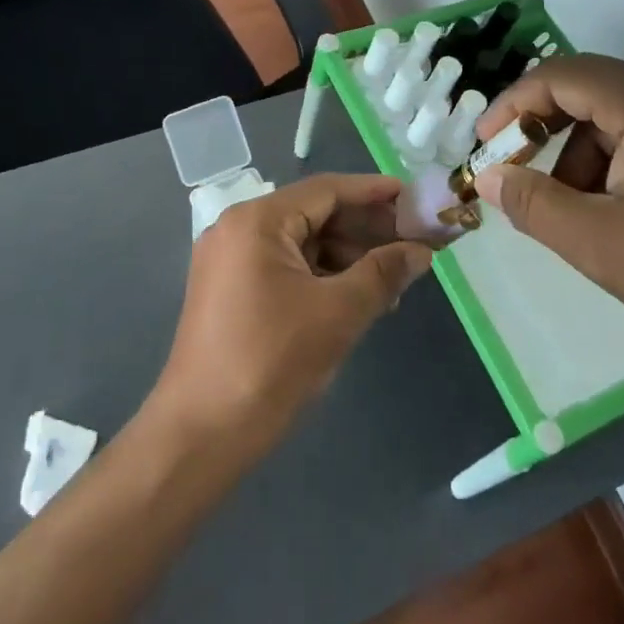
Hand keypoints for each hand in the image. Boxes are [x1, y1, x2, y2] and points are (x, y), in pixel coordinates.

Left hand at [149, 175, 433, 455]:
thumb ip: (383, 274)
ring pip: (300, 243)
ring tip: (393, 278)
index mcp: (256, 221)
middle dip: (364, 229)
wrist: (201, 433)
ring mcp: (229, 260)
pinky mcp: (228, 290)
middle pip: (313, 214)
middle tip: (414, 242)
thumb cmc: (271, 362)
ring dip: (346, 256)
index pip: (326, 190)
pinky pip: (284, 267)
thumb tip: (422, 252)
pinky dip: (321, 276)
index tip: (415, 198)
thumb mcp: (338, 314)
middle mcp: (237, 228)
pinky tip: (355, 296)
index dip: (374, 193)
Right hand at [473, 54, 623, 380]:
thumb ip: (533, 204)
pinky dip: (615, 163)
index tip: (485, 145)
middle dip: (543, 130)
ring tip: (572, 213)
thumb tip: (488, 176)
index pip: (562, 77)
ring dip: (579, 153)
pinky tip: (615, 214)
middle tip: (517, 174)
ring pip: (619, 116)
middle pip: (590, 91)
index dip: (512, 104)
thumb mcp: (599, 244)